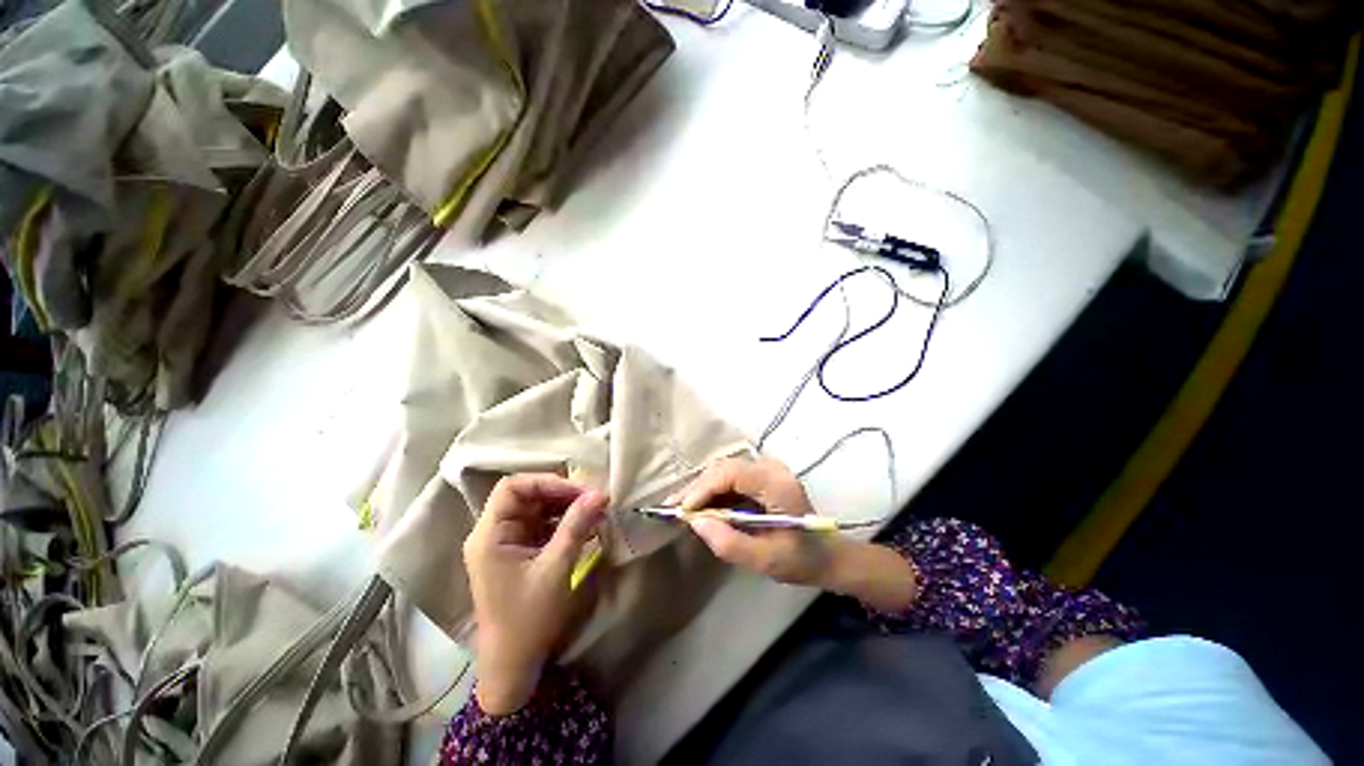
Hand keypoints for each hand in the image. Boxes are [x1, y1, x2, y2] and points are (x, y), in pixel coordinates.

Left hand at [464, 474, 608, 714]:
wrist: (514, 666)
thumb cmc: (528, 619)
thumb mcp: (555, 568)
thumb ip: (576, 526)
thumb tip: (600, 493)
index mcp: (489, 535)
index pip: (512, 487)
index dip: (546, 482)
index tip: (580, 491)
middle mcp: (493, 533)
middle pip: (526, 495)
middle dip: (561, 493)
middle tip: (594, 499)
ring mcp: (507, 543)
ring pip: (537, 508)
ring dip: (566, 507)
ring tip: (595, 511)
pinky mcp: (520, 552)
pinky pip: (542, 525)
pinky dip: (564, 522)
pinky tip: (586, 525)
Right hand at [672, 457, 834, 587]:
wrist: (826, 554)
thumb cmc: (801, 559)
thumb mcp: (766, 561)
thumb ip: (730, 543)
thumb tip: (695, 523)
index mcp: (777, 484)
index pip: (731, 474)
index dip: (703, 488)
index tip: (683, 511)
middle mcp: (771, 467)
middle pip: (724, 468)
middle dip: (697, 489)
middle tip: (673, 509)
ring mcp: (767, 468)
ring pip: (723, 471)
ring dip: (702, 490)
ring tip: (680, 509)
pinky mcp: (761, 475)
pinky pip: (730, 478)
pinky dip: (713, 492)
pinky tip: (699, 507)